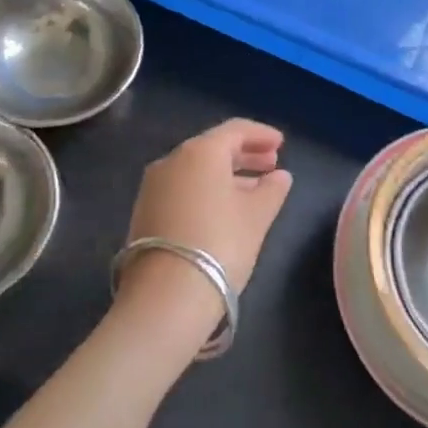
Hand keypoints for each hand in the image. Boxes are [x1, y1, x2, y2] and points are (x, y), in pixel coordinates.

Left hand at [114, 119, 293, 350]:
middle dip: (244, 154)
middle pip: (213, 148)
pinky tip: (224, 209)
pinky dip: (206, 190)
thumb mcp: (256, 216)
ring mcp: (154, 186)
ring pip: (196, 170)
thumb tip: (280, 176)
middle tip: (271, 164)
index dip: (261, 134)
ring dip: (227, 174)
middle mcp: (172, 160)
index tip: (282, 144)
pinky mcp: (145, 211)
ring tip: (254, 190)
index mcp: (200, 152)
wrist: (165, 297)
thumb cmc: (220, 245)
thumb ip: (272, 190)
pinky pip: (183, 188)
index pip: (235, 130)